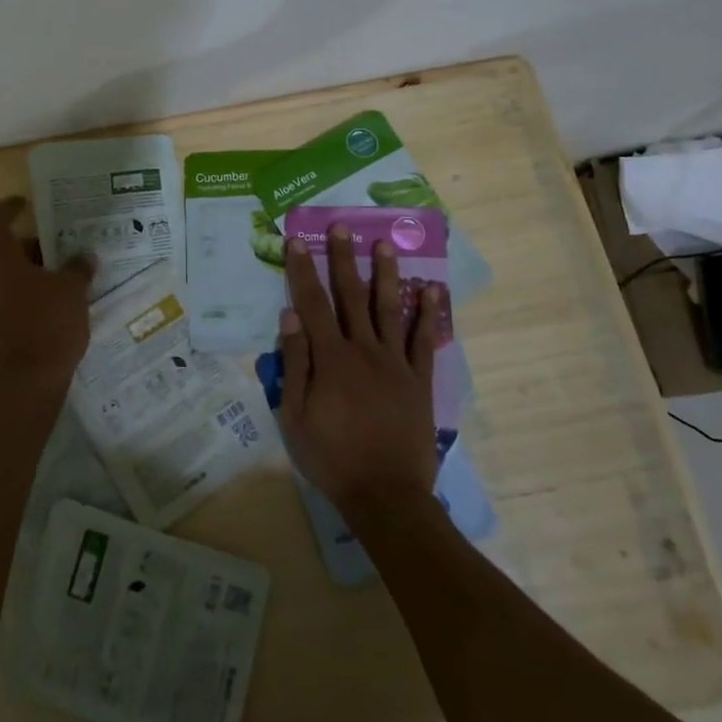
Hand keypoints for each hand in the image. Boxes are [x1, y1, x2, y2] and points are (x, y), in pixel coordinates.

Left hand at [0, 196, 95, 410]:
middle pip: (4, 250)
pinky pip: (6, 297)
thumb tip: (84, 256)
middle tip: (60, 244)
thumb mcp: (72, 290)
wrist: (27, 382)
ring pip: (6, 275)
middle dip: (32, 245)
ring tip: (62, 273)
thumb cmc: (49, 323)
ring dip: (30, 271)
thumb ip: (78, 268)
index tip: (26, 202)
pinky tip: (53, 301)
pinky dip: (26, 292)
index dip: (10, 208)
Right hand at [279, 226, 441, 515]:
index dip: (303, 270)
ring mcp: (396, 363)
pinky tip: (432, 289)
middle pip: (352, 296)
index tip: (298, 240)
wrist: (387, 495)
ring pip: (390, 308)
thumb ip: (295, 363)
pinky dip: (429, 313)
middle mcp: (364, 349)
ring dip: (386, 274)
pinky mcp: (420, 380)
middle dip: (344, 259)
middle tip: (341, 227)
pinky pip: (425, 340)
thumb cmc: (332, 457)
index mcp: (331, 358)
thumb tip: (290, 316)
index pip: (313, 303)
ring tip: (385, 243)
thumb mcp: (295, 415)